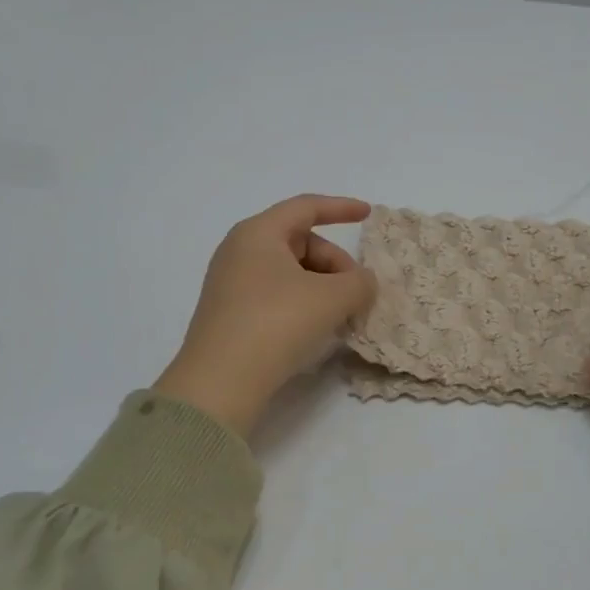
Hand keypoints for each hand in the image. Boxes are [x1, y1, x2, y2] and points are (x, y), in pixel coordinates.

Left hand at [153, 195, 375, 436]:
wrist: (220, 383)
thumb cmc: (276, 323)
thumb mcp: (331, 298)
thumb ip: (359, 283)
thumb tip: (362, 283)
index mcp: (258, 233)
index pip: (306, 207)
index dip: (341, 208)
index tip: (368, 215)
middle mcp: (240, 251)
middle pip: (301, 242)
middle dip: (336, 263)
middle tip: (357, 294)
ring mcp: (231, 284)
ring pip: (290, 272)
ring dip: (322, 288)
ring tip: (340, 317)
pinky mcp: (230, 314)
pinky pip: (276, 295)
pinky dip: (303, 304)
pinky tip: (316, 330)